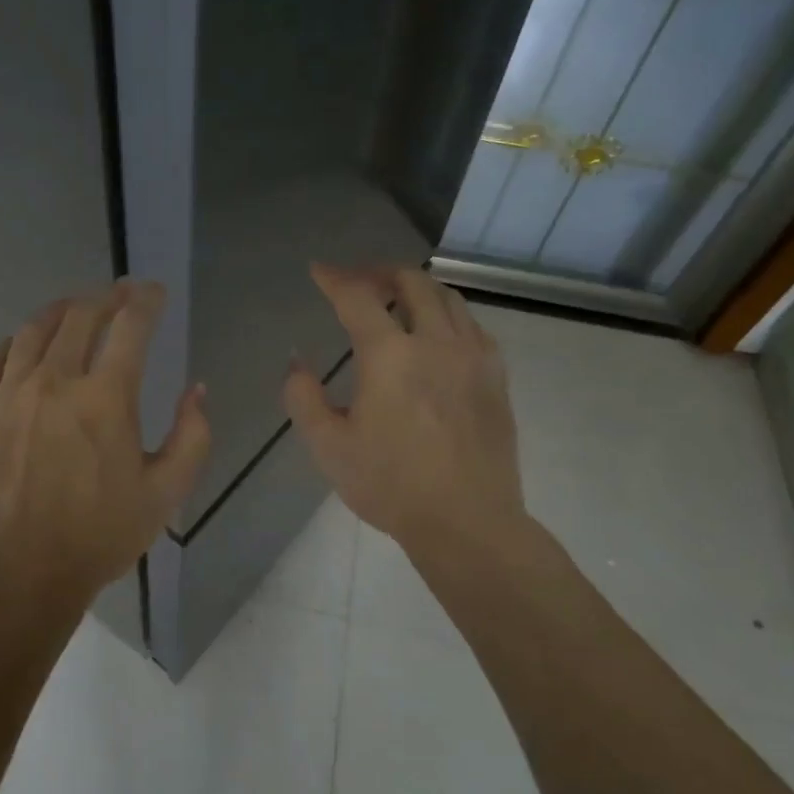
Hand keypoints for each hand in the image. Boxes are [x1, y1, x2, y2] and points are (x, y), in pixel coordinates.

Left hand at [0, 281, 209, 603]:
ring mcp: (10, 396)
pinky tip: (22, 344)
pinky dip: (13, 343)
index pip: (129, 327)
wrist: (23, 573)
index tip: (154, 292)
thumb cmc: (101, 535)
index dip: (146, 301)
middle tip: (120, 294)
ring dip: (59, 311)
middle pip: (80, 317)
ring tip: (74, 307)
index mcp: (106, 399)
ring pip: (33, 331)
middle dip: (106, 297)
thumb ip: (192, 436)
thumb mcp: (166, 493)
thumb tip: (196, 390)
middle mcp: (55, 383)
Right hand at [284, 264, 529, 575]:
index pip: (357, 297)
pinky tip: (436, 336)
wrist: (467, 522)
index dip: (334, 278)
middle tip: (358, 283)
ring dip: (416, 290)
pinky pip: (471, 325)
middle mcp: (435, 342)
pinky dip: (447, 315)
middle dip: (379, 273)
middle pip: (411, 282)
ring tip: (396, 303)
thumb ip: (303, 397)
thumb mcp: (328, 446)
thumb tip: (297, 362)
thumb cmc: (390, 485)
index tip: (318, 271)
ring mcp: (473, 356)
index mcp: (390, 356)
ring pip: (447, 298)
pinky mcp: (496, 376)